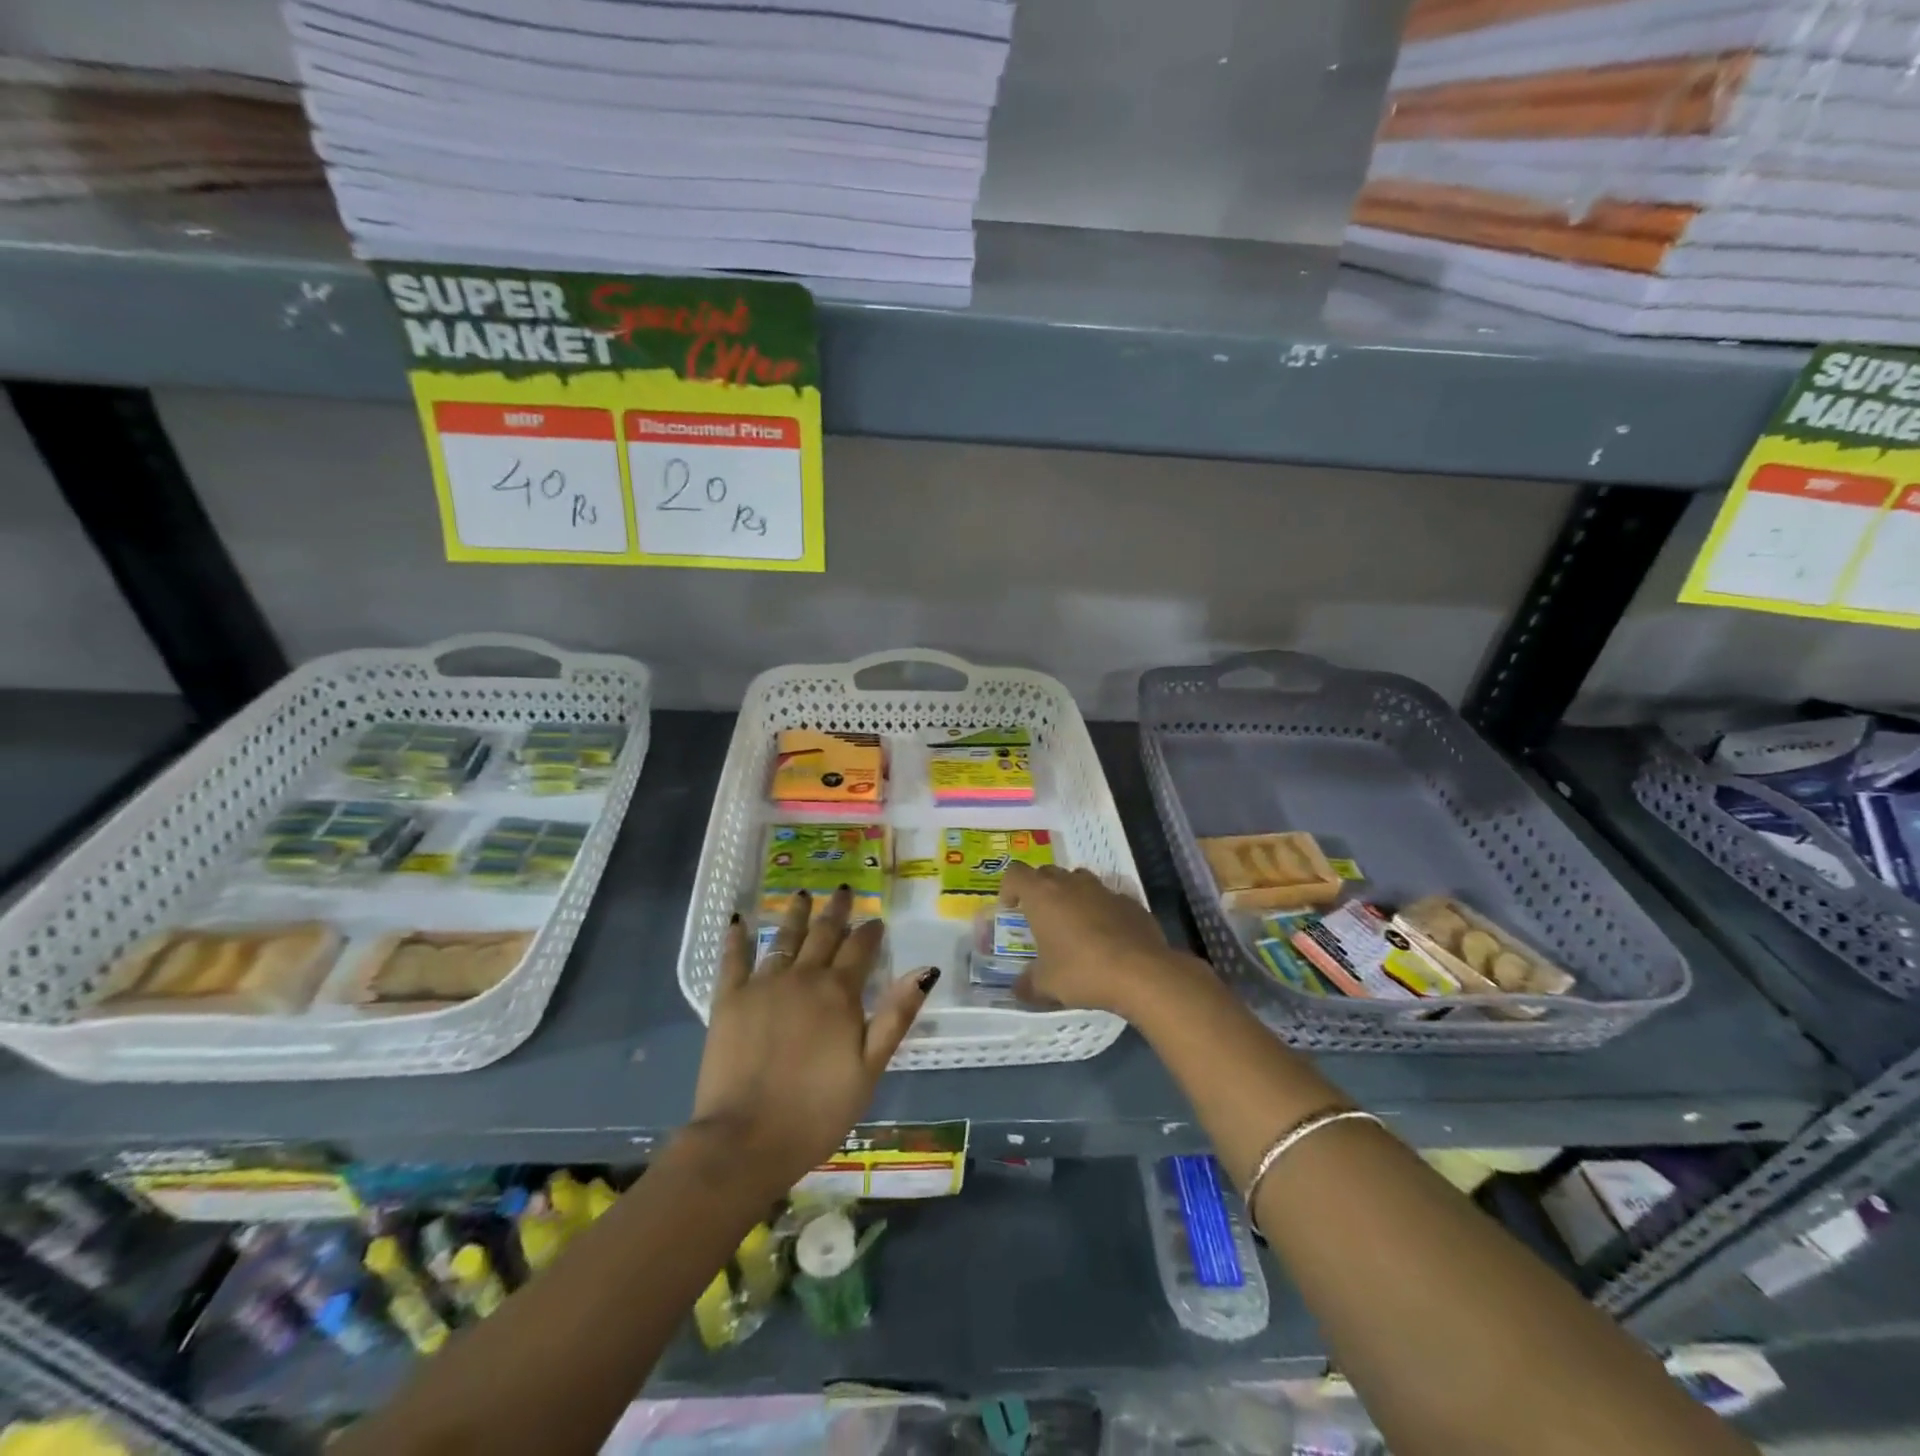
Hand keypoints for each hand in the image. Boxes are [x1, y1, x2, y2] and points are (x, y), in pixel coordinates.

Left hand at [689, 887, 936, 1195]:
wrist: (746, 1140)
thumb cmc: (818, 1110)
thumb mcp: (870, 1068)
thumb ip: (896, 1015)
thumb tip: (926, 970)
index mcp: (839, 993)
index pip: (860, 949)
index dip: (870, 932)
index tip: (876, 920)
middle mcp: (802, 977)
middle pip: (823, 935)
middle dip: (836, 912)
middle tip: (842, 891)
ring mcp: (762, 985)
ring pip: (784, 939)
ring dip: (796, 915)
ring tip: (803, 895)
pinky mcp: (728, 1000)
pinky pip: (733, 959)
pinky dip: (737, 938)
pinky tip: (739, 920)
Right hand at [1001, 862, 1200, 1017]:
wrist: (1142, 972)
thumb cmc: (1082, 971)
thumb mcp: (1047, 984)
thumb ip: (1028, 984)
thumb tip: (1017, 989)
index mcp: (1042, 895)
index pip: (1015, 873)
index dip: (1009, 887)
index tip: (1011, 909)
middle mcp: (1071, 883)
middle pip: (1047, 873)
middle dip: (1040, 891)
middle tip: (1041, 919)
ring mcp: (1103, 889)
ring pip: (1079, 881)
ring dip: (1071, 896)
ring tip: (1074, 925)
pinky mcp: (1130, 901)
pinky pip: (1108, 898)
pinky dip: (1101, 910)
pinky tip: (1107, 937)